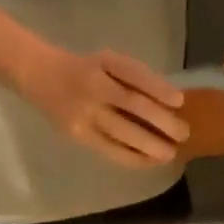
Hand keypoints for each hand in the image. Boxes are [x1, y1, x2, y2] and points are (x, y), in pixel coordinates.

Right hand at [19, 45, 188, 168]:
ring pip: (122, 133)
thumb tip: (171, 104)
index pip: (135, 75)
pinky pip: (110, 150)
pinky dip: (132, 158)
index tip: (180, 102)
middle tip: (183, 134)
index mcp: (103, 63)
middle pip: (132, 106)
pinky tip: (149, 162)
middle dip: (161, 122)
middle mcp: (93, 88)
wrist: (40, 76)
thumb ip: (135, 78)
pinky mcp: (79, 135)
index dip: (159, 89)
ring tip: (170, 154)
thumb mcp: (108, 61)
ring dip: (150, 146)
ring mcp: (84, 114)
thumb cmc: (85, 69)